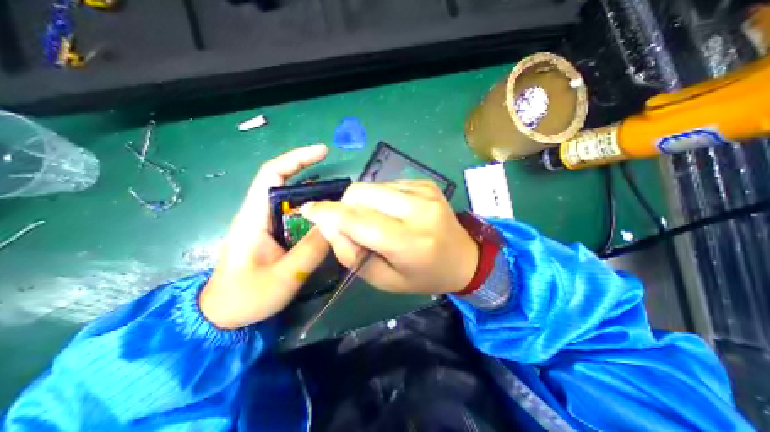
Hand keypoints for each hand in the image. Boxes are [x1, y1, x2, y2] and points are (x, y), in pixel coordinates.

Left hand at [198, 146, 326, 329]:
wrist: (223, 316)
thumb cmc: (245, 297)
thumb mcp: (284, 275)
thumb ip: (311, 249)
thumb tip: (335, 223)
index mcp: (254, 217)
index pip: (271, 174)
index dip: (297, 159)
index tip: (323, 152)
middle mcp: (259, 214)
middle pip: (286, 183)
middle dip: (314, 177)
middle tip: (342, 186)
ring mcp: (267, 224)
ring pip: (294, 201)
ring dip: (316, 196)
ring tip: (340, 202)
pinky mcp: (274, 234)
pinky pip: (296, 216)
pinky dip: (313, 213)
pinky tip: (328, 220)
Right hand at [299, 181, 475, 294]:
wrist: (464, 257)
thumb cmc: (424, 275)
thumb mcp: (384, 279)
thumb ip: (351, 254)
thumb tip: (328, 225)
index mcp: (409, 241)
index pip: (358, 220)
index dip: (328, 213)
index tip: (309, 211)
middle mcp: (418, 209)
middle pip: (361, 193)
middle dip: (344, 206)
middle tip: (350, 224)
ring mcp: (424, 190)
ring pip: (371, 185)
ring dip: (363, 202)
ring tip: (376, 221)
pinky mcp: (426, 182)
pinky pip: (387, 184)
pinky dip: (380, 198)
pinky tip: (393, 212)